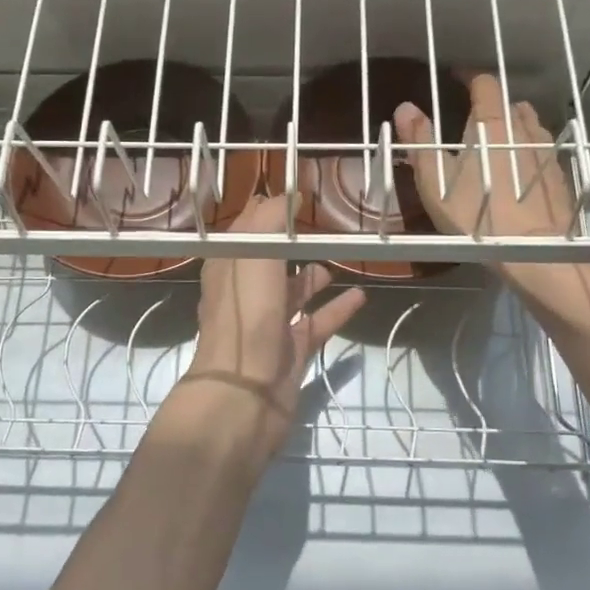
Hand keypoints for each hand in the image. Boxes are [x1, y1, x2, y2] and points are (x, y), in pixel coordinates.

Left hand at [169, 194, 366, 462]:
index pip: (245, 231)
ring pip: (292, 293)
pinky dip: (337, 309)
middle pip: (270, 261)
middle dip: (290, 243)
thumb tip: (287, 194)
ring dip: (311, 277)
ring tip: (336, 259)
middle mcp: (246, 294)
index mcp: (228, 269)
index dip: (266, 212)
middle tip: (321, 224)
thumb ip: (269, 221)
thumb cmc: (246, 317)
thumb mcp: (253, 256)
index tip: (294, 195)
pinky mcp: (292, 350)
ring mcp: (269, 324)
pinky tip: (361, 295)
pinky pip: (318, 322)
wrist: (244, 394)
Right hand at [394, 74, 578, 243]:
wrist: (533, 252)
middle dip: (492, 106)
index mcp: (492, 123)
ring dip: (514, 127)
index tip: (455, 80)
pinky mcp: (559, 177)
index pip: (485, 83)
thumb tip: (406, 107)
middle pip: (509, 104)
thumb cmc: (475, 214)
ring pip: (530, 126)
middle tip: (472, 121)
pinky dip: (529, 153)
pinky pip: (543, 151)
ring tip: (497, 145)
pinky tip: (519, 174)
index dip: (469, 78)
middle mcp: (524, 129)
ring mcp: (547, 152)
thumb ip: (420, 141)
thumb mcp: (435, 180)